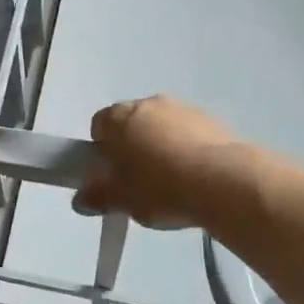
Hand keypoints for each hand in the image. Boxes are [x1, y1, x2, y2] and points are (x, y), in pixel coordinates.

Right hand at [73, 94, 241, 229]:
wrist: (222, 181)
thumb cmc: (159, 187)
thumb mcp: (120, 200)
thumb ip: (97, 197)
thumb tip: (81, 199)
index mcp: (118, 117)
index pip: (99, 126)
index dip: (102, 151)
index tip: (111, 176)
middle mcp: (148, 103)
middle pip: (131, 124)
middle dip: (132, 147)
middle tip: (138, 182)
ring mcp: (182, 108)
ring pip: (162, 127)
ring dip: (162, 147)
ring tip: (172, 183)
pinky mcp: (212, 120)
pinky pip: (189, 134)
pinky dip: (188, 150)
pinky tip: (196, 178)